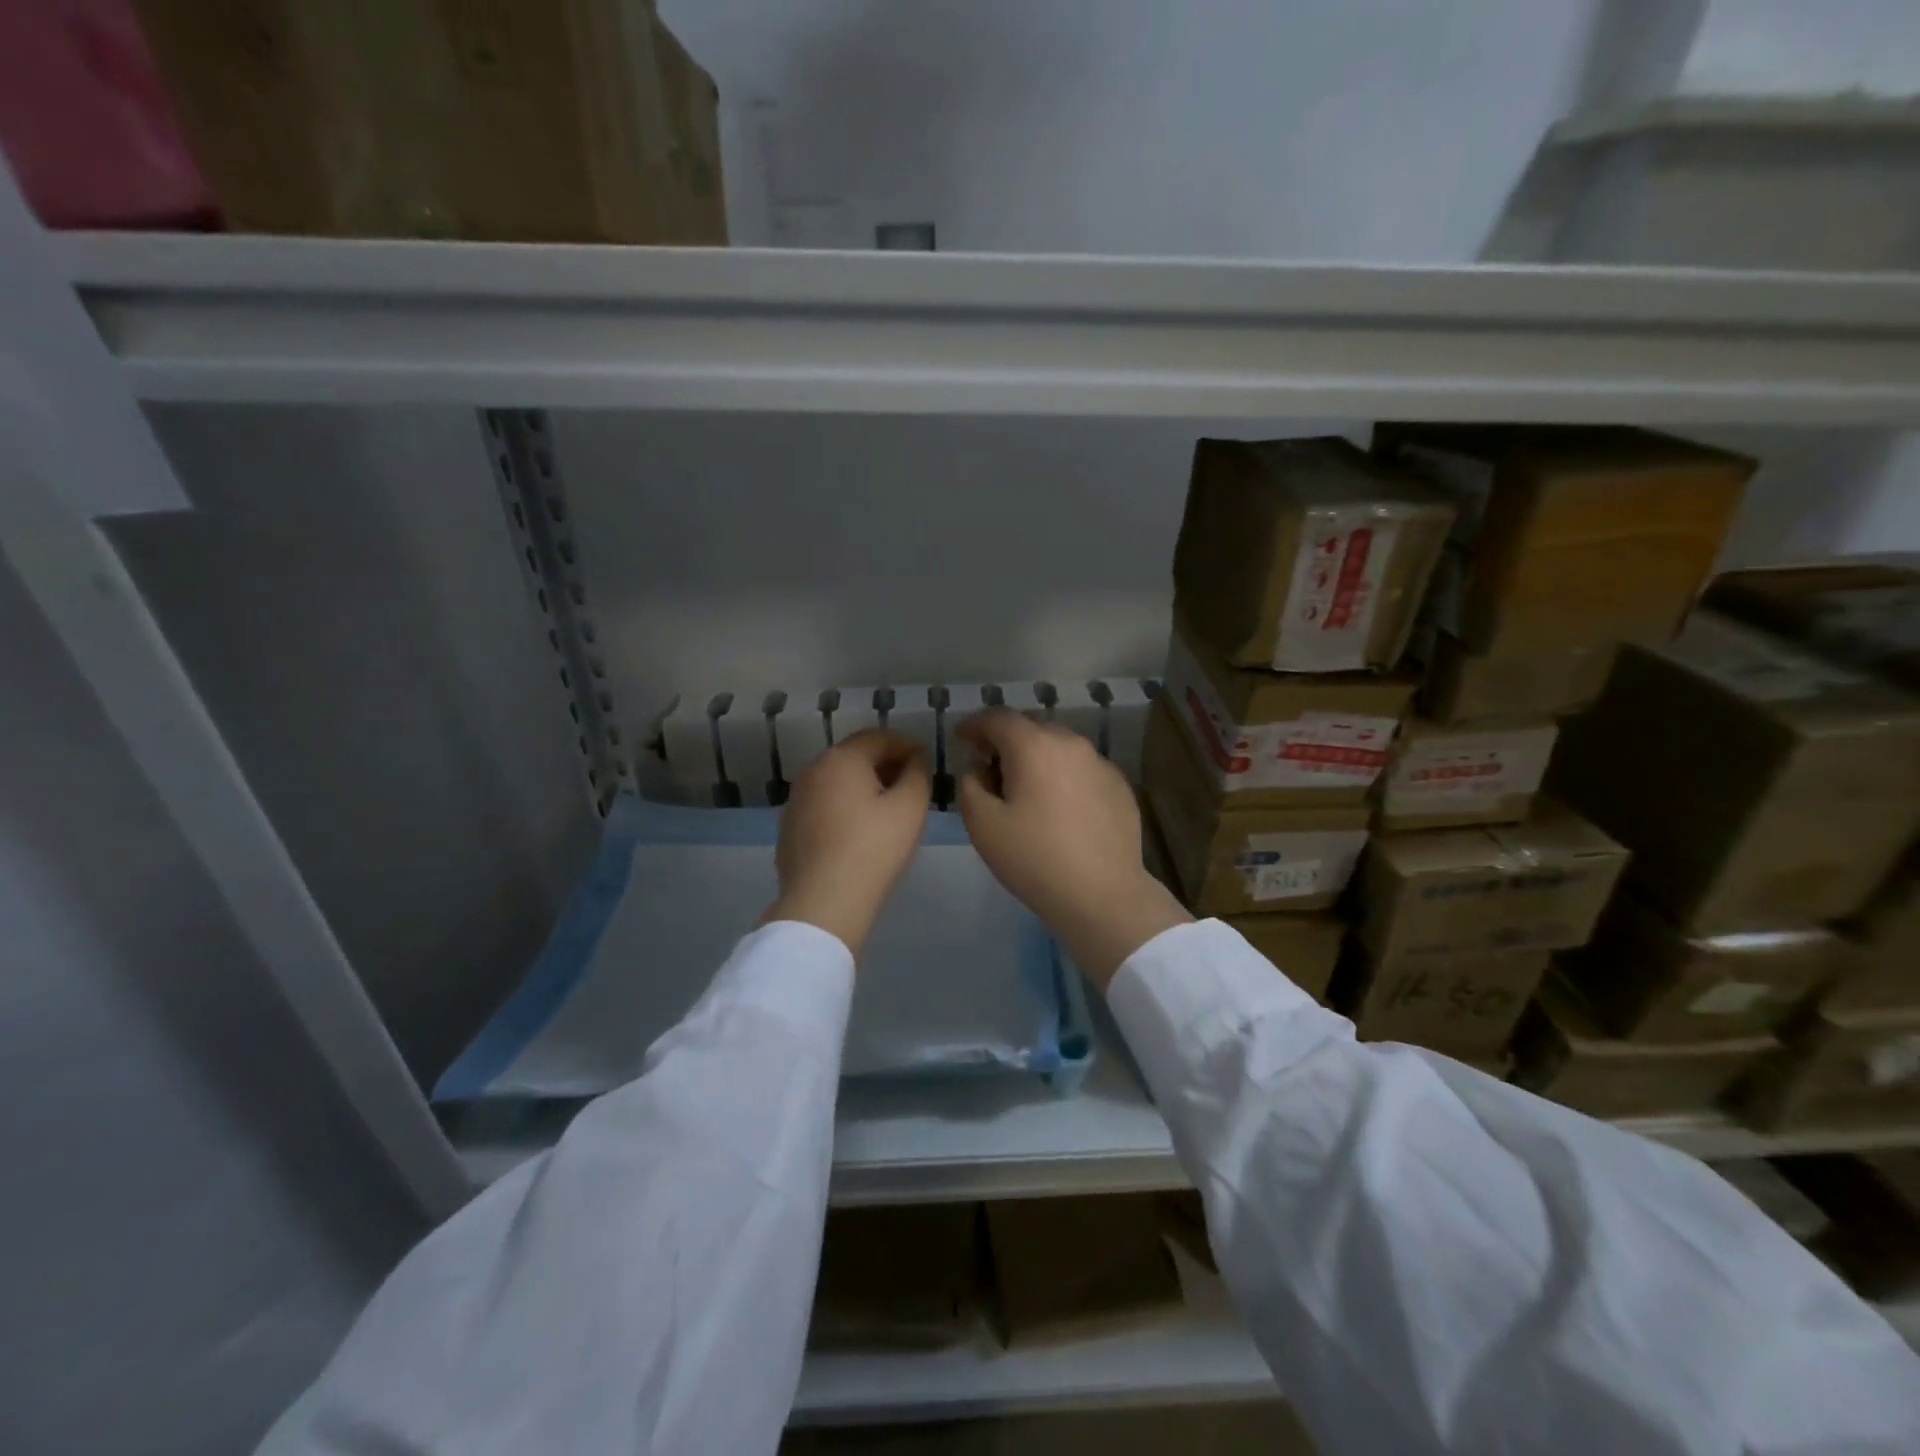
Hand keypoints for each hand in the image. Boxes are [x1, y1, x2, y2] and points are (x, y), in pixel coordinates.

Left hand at [762, 730, 930, 958]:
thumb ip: (917, 774)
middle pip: (855, 756)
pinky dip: (843, 806)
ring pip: (837, 780)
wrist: (823, 902)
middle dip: (884, 764)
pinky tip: (858, 831)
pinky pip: (823, 803)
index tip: (926, 762)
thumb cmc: (873, 849)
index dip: (906, 746)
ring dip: (863, 785)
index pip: (879, 737)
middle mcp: (813, 770)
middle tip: (910, 784)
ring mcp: (796, 798)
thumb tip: (914, 759)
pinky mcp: (790, 826)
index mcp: (842, 759)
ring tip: (887, 809)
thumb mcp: (910, 808)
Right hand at [954, 710, 1189, 986]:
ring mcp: (1100, 763)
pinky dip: (1063, 775)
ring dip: (1036, 757)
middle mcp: (1070, 743)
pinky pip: (1081, 768)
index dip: (974, 725)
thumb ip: (970, 784)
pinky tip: (1058, 806)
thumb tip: (978, 767)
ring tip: (1024, 787)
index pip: (998, 718)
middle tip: (989, 766)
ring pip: (1059, 746)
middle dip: (1006, 740)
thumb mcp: (982, 824)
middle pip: (1031, 727)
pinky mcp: (1119, 785)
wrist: (1102, 894)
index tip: (961, 739)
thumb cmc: (1034, 859)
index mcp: (1033, 745)